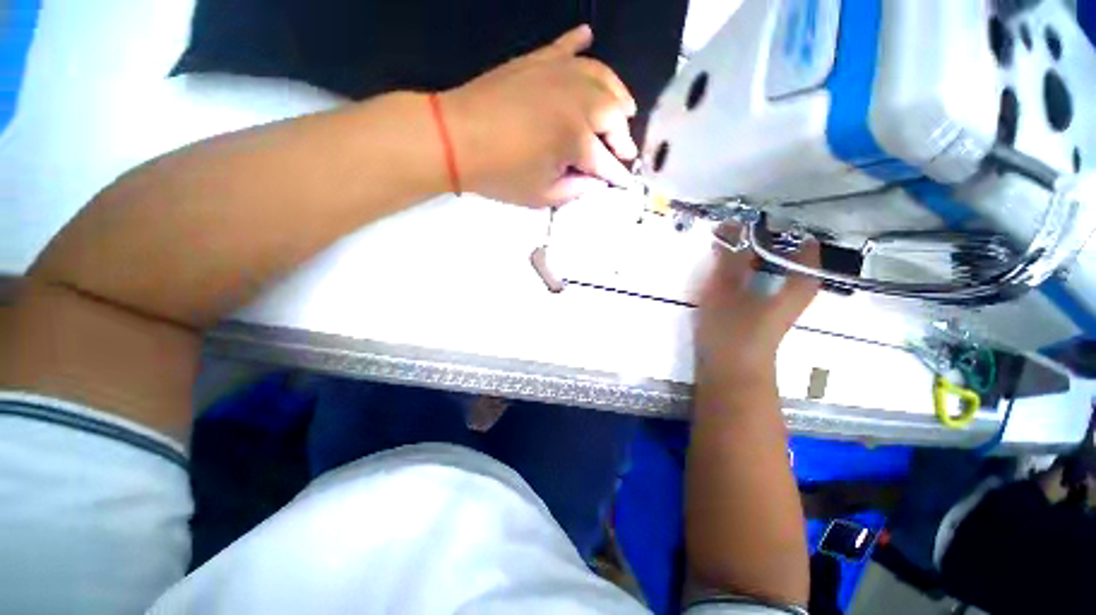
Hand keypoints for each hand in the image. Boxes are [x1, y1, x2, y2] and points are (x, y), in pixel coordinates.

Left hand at [441, 25, 637, 206]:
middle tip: (622, 149)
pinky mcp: (539, 60)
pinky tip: (588, 39)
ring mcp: (559, 74)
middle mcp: (577, 101)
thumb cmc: (500, 175)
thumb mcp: (542, 196)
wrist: (456, 138)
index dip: (617, 174)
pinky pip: (567, 46)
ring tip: (624, 108)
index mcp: (577, 140)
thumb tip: (595, 181)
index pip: (607, 161)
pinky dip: (580, 44)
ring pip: (603, 78)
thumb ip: (575, 189)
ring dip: (618, 94)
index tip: (625, 181)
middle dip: (623, 136)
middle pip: (614, 115)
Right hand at [695, 231, 820, 390]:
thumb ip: (729, 257)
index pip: (800, 238)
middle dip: (758, 236)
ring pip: (769, 264)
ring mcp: (780, 297)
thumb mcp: (726, 289)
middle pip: (784, 250)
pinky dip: (745, 268)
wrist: (731, 372)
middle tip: (732, 229)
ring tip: (725, 245)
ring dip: (749, 252)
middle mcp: (796, 286)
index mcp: (798, 279)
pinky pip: (759, 277)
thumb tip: (730, 224)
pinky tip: (726, 269)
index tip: (751, 217)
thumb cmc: (733, 330)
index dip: (777, 224)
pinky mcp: (764, 307)